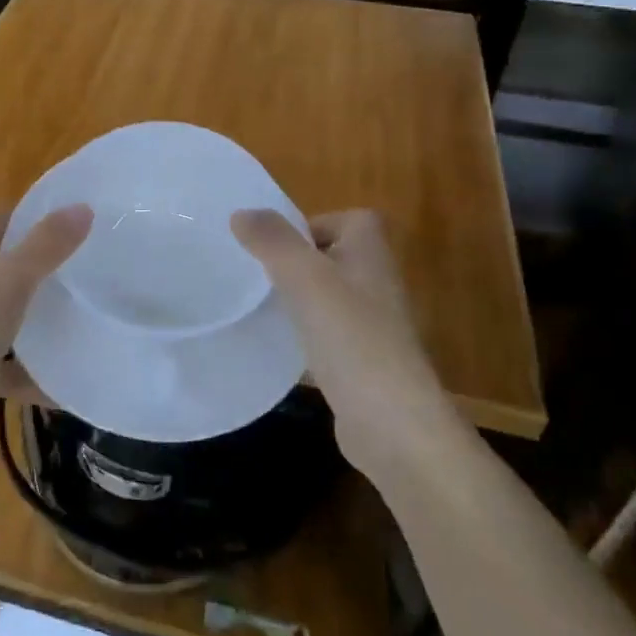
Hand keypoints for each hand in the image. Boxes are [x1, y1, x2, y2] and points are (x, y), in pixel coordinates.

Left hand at [0, 205, 90, 477]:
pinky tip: (56, 383)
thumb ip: (45, 248)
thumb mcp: (5, 287)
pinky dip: (20, 370)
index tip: (76, 233)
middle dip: (37, 276)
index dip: (32, 224)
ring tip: (77, 325)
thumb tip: (82, 207)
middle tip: (83, 279)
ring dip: (31, 325)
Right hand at [231, 208, 448, 474]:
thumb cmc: (351, 338)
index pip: (349, 219)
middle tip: (259, 273)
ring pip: (329, 297)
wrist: (393, 424)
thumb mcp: (305, 277)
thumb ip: (273, 241)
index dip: (313, 223)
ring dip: (299, 299)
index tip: (277, 244)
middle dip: (297, 262)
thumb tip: (242, 212)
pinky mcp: (363, 363)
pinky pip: (328, 335)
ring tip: (262, 306)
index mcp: (371, 254)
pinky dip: (305, 336)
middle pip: (334, 257)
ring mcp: (373, 326)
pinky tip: (281, 346)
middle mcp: (377, 284)